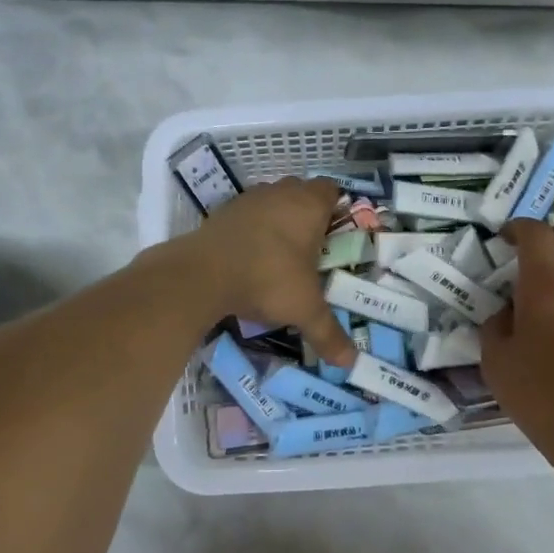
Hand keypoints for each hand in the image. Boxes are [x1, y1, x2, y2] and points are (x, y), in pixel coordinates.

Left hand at [181, 177, 357, 365]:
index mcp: (309, 205)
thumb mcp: (305, 309)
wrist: (202, 274)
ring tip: (280, 254)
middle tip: (311, 247)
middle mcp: (279, 193)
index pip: (331, 190)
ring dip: (277, 219)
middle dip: (307, 214)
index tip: (335, 235)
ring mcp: (248, 200)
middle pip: (300, 191)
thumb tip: (350, 363)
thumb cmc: (268, 279)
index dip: (336, 208)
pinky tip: (250, 258)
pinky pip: (246, 215)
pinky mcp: (222, 213)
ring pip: (271, 200)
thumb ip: (329, 333)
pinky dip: (251, 230)